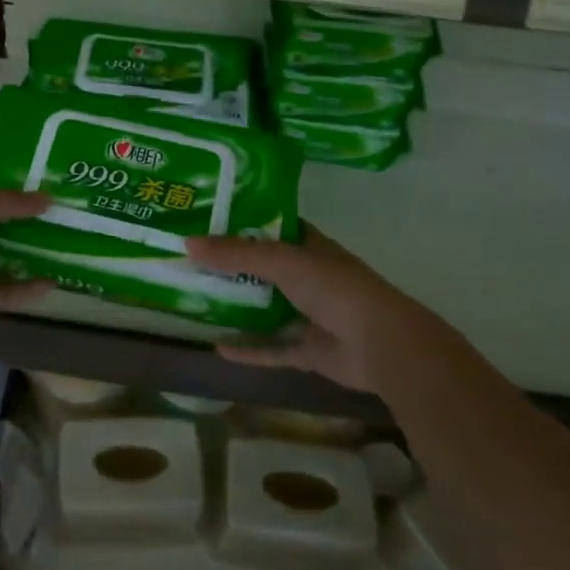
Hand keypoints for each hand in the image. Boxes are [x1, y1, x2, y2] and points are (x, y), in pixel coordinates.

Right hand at [186, 224, 458, 393]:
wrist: (382, 345)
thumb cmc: (335, 289)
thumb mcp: (282, 261)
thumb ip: (236, 254)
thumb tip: (187, 244)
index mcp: (311, 248)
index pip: (274, 227)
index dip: (244, 221)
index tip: (208, 218)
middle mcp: (310, 278)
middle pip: (264, 268)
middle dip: (232, 265)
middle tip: (191, 259)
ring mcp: (310, 315)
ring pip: (266, 308)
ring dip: (238, 306)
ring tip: (198, 299)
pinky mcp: (308, 351)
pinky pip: (272, 348)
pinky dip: (248, 349)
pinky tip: (216, 348)